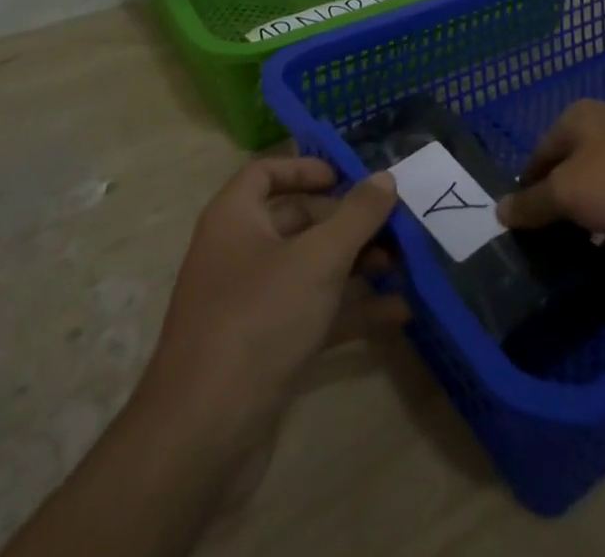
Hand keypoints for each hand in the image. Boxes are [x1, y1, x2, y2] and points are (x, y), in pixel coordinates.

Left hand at [141, 158, 403, 480]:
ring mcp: (249, 304)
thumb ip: (357, 215)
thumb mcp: (317, 259)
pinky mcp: (263, 349)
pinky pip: (312, 313)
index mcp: (234, 218)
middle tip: (390, 226)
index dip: (304, 168)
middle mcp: (237, 253)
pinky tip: (396, 312)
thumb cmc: (259, 320)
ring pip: (307, 269)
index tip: (345, 177)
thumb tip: (385, 178)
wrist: (203, 436)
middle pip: (295, 220)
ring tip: (401, 265)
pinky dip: (349, 310)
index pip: (265, 173)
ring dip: (353, 264)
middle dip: (344, 222)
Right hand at [495, 100, 604, 242]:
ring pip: (599, 195)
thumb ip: (534, 203)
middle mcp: (603, 132)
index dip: (526, 190)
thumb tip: (499, 210)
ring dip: (587, 227)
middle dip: (557, 211)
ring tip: (569, 267)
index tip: (518, 230)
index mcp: (576, 121)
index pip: (538, 156)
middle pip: (568, 174)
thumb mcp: (570, 191)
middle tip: (542, 253)